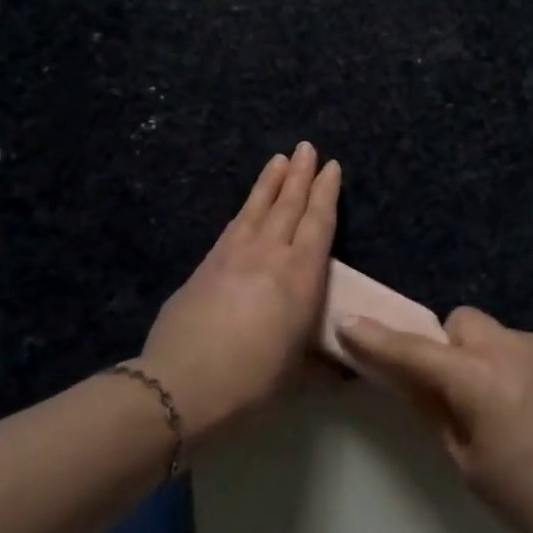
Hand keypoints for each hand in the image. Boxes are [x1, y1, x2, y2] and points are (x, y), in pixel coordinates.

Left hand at [137, 143, 339, 445]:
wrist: (183, 385)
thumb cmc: (253, 382)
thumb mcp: (299, 375)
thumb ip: (323, 365)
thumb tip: (349, 372)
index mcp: (301, 276)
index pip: (319, 223)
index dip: (326, 193)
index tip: (331, 166)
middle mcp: (270, 255)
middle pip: (288, 205)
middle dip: (300, 175)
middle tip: (306, 147)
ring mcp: (234, 255)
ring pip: (257, 208)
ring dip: (271, 182)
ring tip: (279, 159)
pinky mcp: (206, 265)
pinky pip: (232, 227)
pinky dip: (245, 210)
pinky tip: (246, 206)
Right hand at [338, 308, 532, 532]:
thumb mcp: (470, 464)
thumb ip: (436, 411)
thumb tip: (410, 379)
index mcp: (478, 379)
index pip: (414, 351)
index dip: (378, 339)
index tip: (351, 324)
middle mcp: (512, 347)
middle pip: (463, 323)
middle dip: (453, 348)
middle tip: (465, 392)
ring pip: (502, 337)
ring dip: (495, 360)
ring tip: (519, 410)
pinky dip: (529, 369)